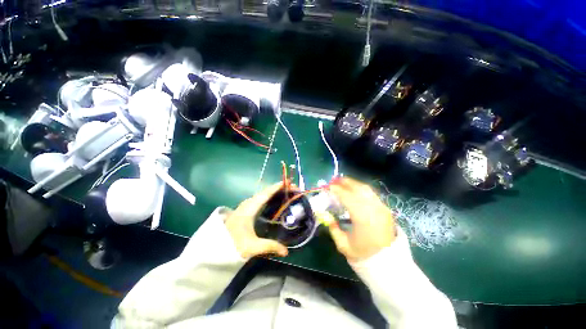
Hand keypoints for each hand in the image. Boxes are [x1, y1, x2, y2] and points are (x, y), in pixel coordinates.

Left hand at [225, 183, 288, 258]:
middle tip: (292, 187)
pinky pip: (260, 198)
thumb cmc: (233, 244)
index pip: (265, 195)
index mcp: (249, 209)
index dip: (276, 188)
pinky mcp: (245, 209)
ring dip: (274, 191)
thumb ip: (270, 247)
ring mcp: (246, 205)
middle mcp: (248, 204)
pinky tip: (274, 199)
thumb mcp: (252, 247)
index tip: (287, 182)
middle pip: (265, 192)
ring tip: (286, 191)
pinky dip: (269, 195)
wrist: (215, 247)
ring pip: (262, 194)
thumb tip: (286, 252)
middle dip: (279, 188)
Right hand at [328, 177, 396, 261]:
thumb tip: (326, 215)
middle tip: (335, 180)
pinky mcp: (385, 208)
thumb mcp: (343, 244)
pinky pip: (371, 193)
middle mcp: (374, 209)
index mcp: (363, 218)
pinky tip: (355, 189)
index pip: (348, 197)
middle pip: (358, 189)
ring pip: (366, 189)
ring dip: (354, 183)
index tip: (329, 186)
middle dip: (345, 182)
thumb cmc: (364, 254)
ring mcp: (382, 207)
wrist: (389, 262)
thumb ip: (333, 227)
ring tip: (343, 182)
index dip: (337, 190)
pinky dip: (361, 188)